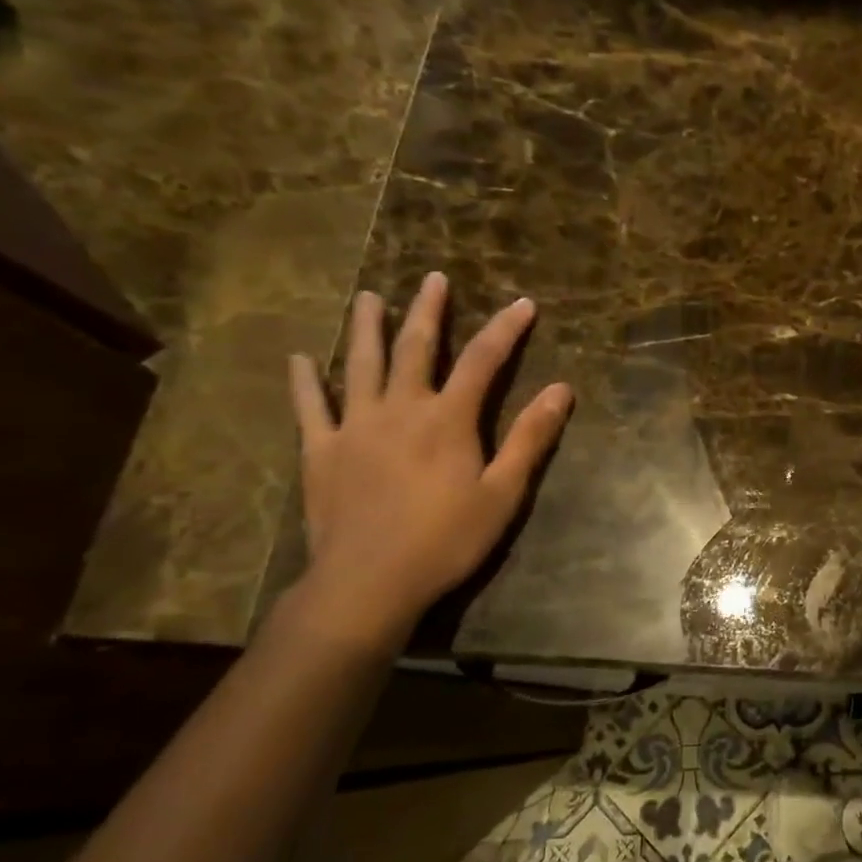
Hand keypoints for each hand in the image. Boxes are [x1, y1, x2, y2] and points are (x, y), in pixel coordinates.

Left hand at [287, 271, 572, 644]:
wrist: (368, 582)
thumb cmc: (446, 540)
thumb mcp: (503, 493)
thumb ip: (529, 438)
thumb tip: (561, 390)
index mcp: (448, 419)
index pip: (484, 360)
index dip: (506, 329)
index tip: (523, 303)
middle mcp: (400, 408)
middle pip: (416, 347)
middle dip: (428, 310)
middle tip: (433, 279)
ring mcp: (354, 426)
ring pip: (360, 364)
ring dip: (366, 328)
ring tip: (368, 298)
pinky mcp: (320, 451)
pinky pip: (309, 408)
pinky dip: (305, 381)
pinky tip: (300, 359)